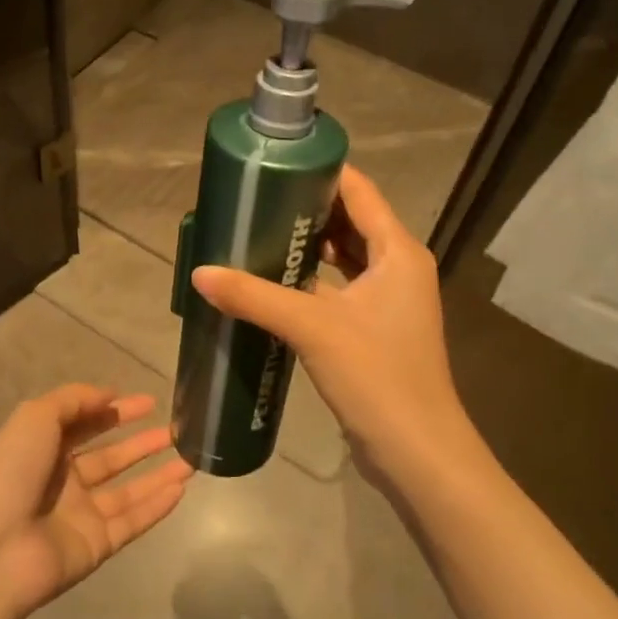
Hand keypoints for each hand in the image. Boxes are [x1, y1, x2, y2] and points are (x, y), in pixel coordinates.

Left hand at [0, 386, 189, 618]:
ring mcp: (81, 515)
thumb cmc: (11, 473)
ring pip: (129, 490)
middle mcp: (63, 481)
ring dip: (158, 474)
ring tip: (192, 458)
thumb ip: (73, 400)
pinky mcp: (97, 545)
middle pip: (111, 458)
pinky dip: (157, 506)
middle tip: (177, 430)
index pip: (86, 425)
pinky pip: (133, 521)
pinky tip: (182, 488)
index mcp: (43, 449)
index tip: (149, 402)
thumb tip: (109, 395)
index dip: (115, 412)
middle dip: (142, 443)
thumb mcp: (35, 418)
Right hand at [192, 166, 479, 497]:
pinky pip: (340, 289)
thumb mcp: (312, 328)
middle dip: (307, 210)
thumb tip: (200, 273)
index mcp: (398, 252)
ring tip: (258, 236)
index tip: (275, 166)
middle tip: (256, 202)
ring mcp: (389, 301)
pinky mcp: (376, 330)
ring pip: (345, 258)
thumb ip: (255, 296)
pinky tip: (274, 285)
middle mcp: (399, 268)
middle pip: (351, 221)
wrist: (417, 452)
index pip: (359, 191)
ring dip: (308, 247)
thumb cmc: (377, 376)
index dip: (320, 172)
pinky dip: (312, 281)